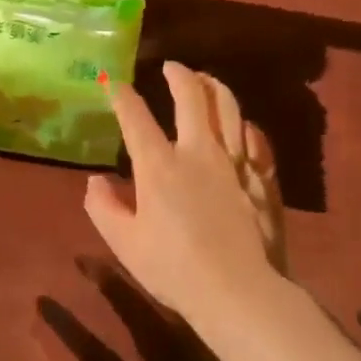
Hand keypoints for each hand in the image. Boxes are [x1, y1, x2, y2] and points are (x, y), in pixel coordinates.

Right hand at [84, 63, 289, 329]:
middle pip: (192, 97)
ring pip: (230, 108)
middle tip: (172, 67)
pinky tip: (243, 127)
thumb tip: (97, 181)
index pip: (135, 116)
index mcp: (159, 165)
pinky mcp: (263, 179)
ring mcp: (236, 163)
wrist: (239, 292)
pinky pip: (257, 140)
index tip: (112, 82)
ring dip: (215, 88)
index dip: (121, 94)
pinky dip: (246, 127)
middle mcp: (199, 152)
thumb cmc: (173, 269)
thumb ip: (103, 207)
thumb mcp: (124, 243)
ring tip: (206, 81)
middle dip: (179, 75)